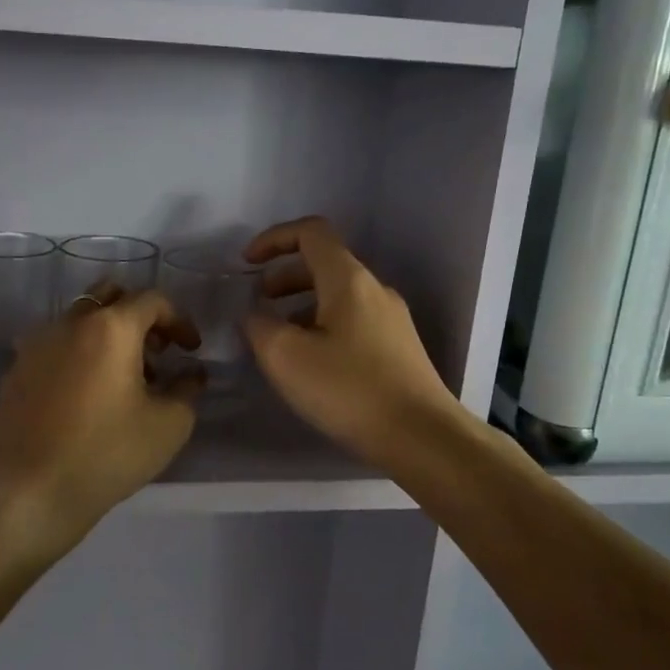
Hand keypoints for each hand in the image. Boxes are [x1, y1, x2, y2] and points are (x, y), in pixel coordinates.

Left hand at [0, 286, 201, 543]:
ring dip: (108, 336)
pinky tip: (86, 397)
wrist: (28, 494)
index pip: (153, 300)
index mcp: (110, 327)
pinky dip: (79, 356)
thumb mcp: (168, 426)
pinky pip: (55, 347)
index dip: (180, 320)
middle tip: (156, 352)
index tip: (190, 350)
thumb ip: (188, 389)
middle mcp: (69, 323)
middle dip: (140, 316)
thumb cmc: (107, 454)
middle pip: (110, 296)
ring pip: (79, 321)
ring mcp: (35, 345)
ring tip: (123, 380)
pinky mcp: (15, 371)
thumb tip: (191, 374)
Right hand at [243, 217, 467, 468]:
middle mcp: (374, 290)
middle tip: (259, 304)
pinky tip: (312, 364)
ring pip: (338, 296)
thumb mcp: (286, 357)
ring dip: (302, 305)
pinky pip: (353, 321)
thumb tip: (256, 315)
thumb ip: (260, 326)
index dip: (274, 239)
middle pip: (324, 264)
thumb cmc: (349, 390)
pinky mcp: (398, 348)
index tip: (247, 264)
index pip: (311, 232)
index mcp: (348, 280)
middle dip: (284, 277)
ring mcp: (392, 319)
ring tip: (279, 339)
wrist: (422, 437)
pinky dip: (323, 326)